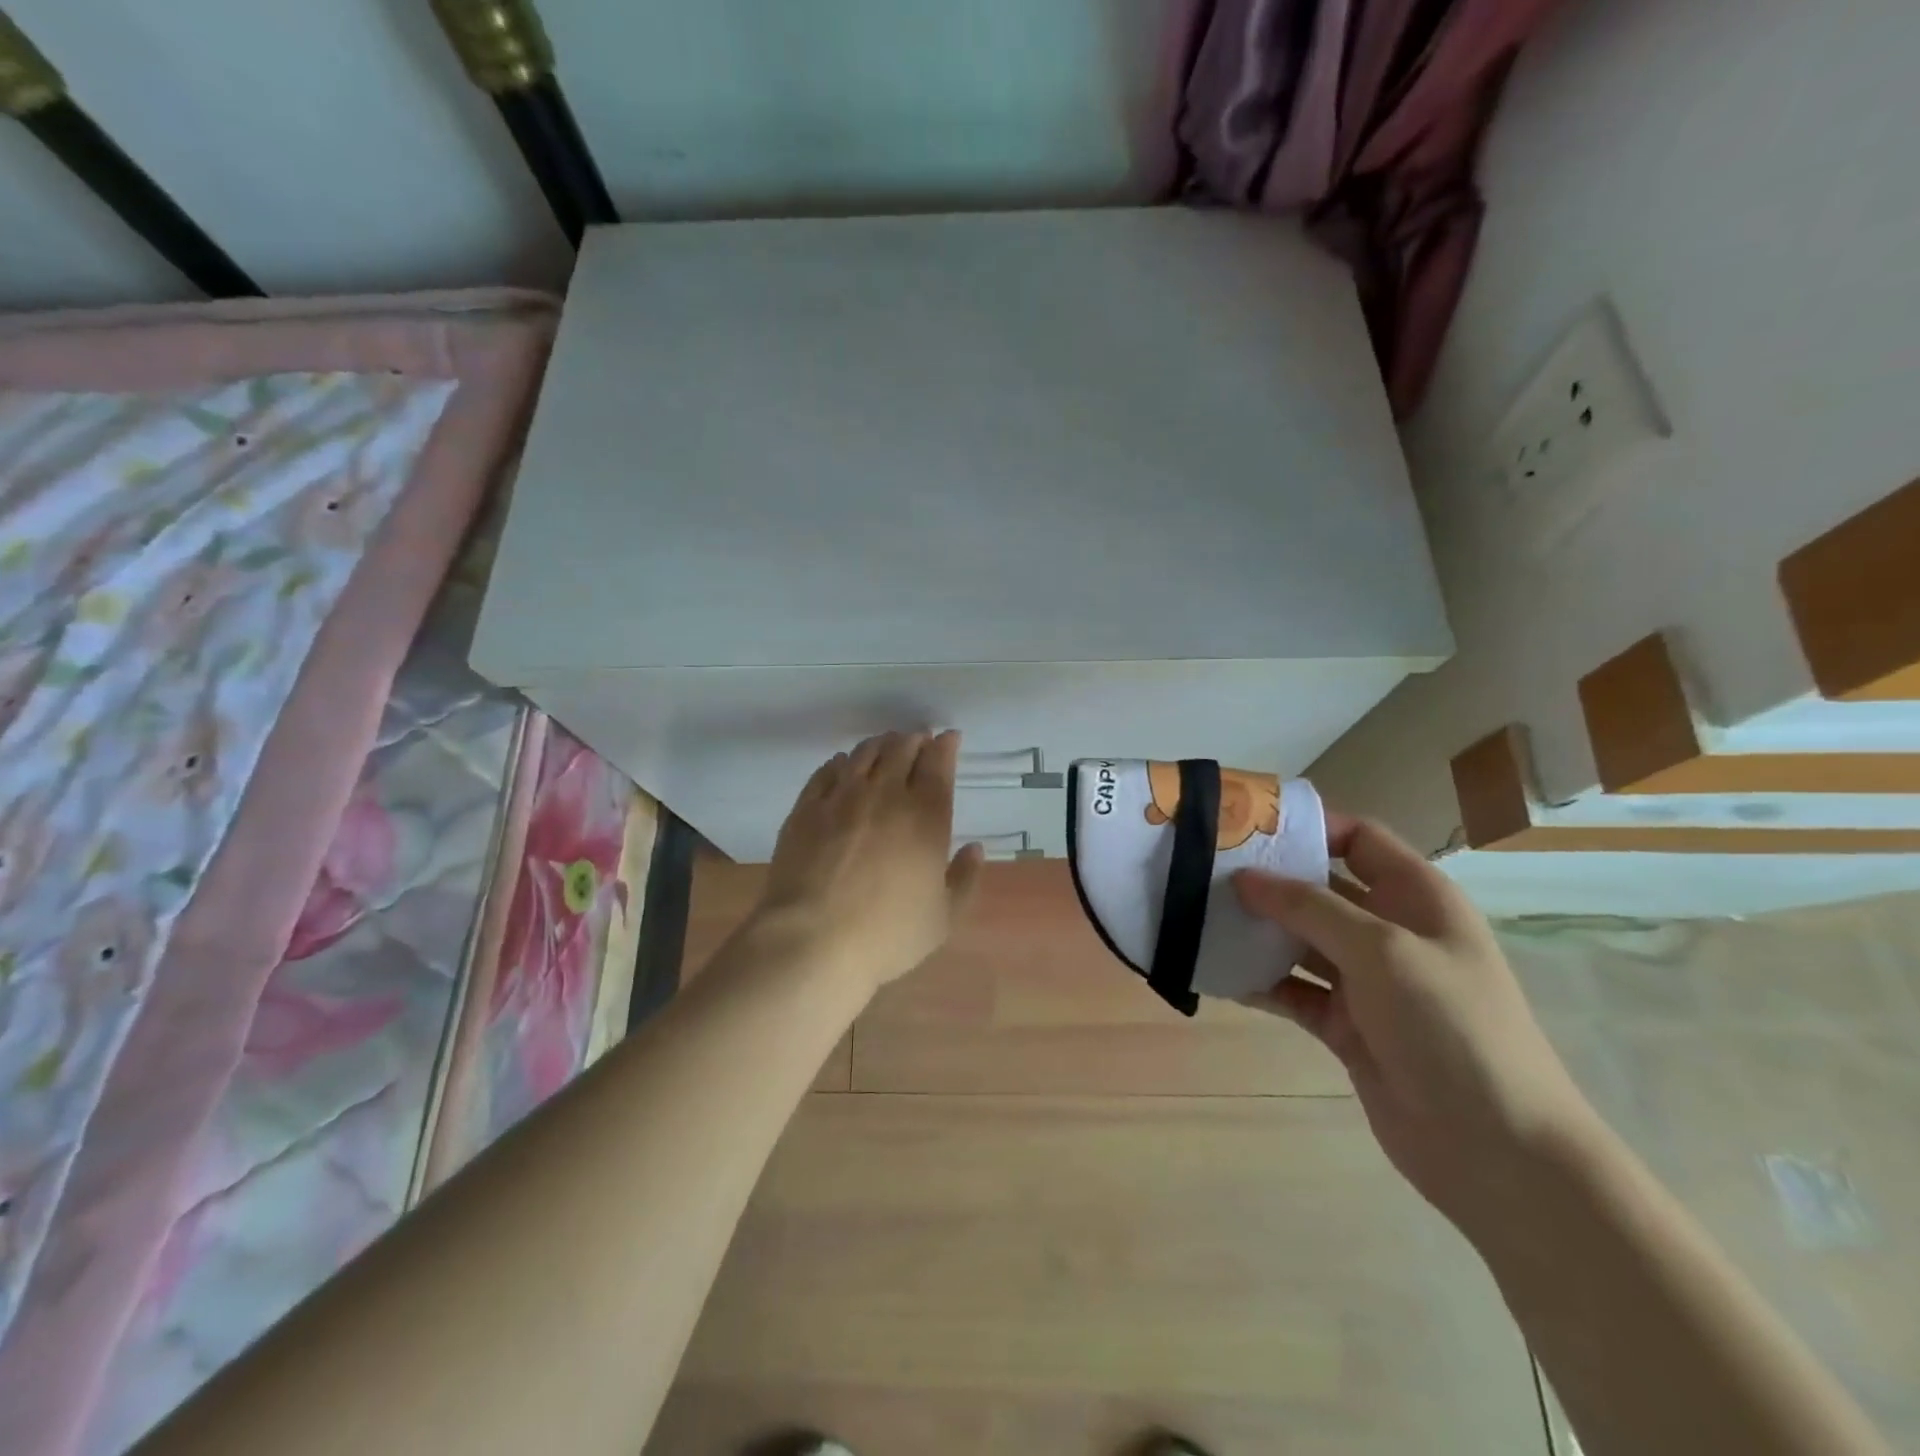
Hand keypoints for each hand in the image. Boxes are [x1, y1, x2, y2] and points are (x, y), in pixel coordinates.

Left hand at [753, 730, 985, 995]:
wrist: (813, 941)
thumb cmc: (887, 934)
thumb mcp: (944, 918)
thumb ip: (965, 879)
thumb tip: (975, 849)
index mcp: (926, 816)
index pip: (938, 764)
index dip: (945, 745)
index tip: (949, 738)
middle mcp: (885, 795)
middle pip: (901, 749)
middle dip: (915, 739)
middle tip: (919, 740)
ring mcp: (841, 798)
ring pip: (864, 754)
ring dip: (880, 745)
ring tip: (886, 746)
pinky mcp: (806, 808)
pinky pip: (827, 772)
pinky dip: (841, 763)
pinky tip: (844, 766)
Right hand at [1234, 814, 1595, 1228]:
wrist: (1496, 1152)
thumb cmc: (1450, 1027)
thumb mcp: (1382, 951)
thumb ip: (1309, 907)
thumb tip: (1244, 877)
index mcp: (1417, 897)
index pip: (1358, 838)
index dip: (1308, 826)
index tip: (1245, 825)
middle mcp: (1391, 931)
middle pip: (1320, 888)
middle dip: (1268, 880)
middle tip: (1204, 871)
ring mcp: (1367, 982)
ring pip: (1300, 940)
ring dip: (1257, 931)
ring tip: (1199, 917)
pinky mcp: (1346, 1025)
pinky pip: (1293, 990)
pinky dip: (1260, 982)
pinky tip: (1217, 973)